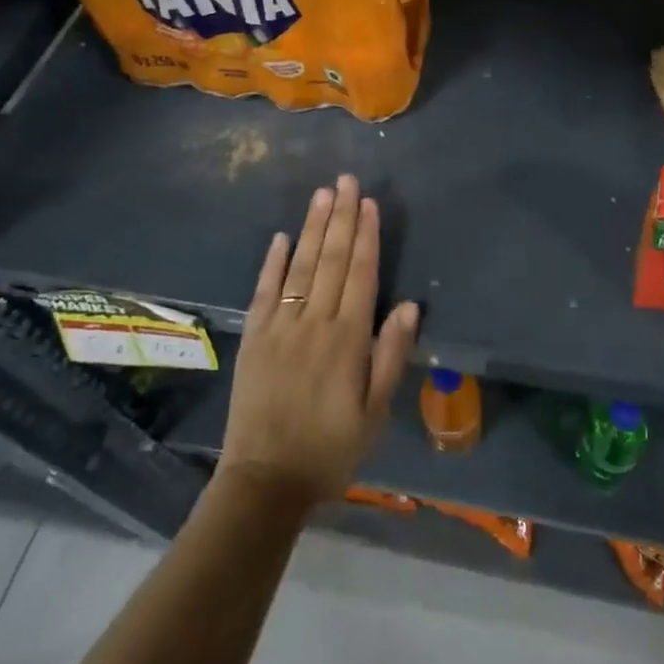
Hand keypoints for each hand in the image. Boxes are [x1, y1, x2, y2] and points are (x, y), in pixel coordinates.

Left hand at [219, 175, 420, 508]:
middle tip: (345, 180)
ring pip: (300, 267)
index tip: (368, 202)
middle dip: (340, 218)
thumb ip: (391, 355)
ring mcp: (280, 328)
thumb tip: (409, 305)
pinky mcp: (255, 339)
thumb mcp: (375, 412)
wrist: (266, 482)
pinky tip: (280, 237)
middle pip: (331, 260)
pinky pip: (264, 293)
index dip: (366, 236)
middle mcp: (314, 323)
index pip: (360, 274)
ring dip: (312, 228)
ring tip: (321, 195)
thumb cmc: (331, 448)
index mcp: (348, 339)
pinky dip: (272, 263)